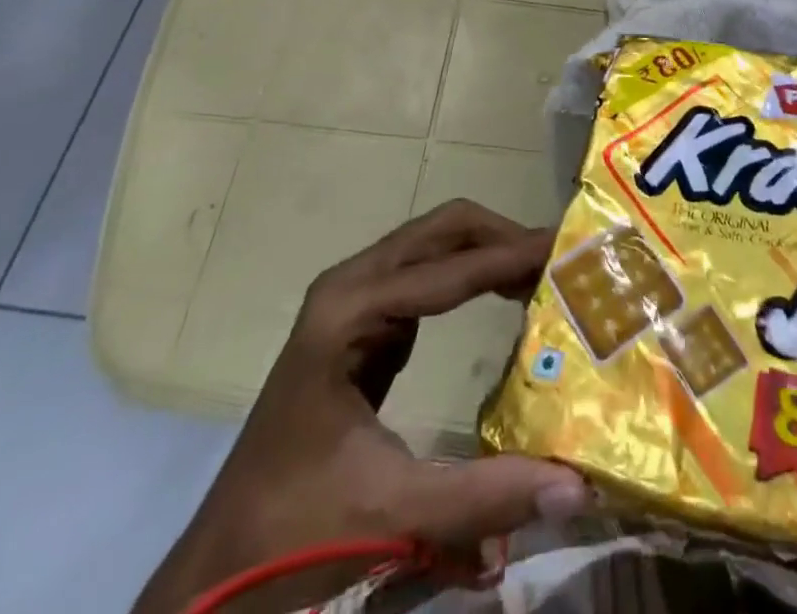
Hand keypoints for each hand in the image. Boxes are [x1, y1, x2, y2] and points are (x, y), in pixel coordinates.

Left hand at [133, 201, 588, 613]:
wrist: (217, 567)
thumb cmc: (292, 534)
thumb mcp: (392, 513)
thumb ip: (486, 496)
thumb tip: (579, 485)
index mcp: (349, 312)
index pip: (448, 269)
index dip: (510, 259)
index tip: (566, 253)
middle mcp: (351, 286)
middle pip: (443, 230)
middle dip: (503, 238)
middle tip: (560, 260)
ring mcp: (352, 299)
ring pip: (435, 244)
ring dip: (489, 251)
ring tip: (544, 275)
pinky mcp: (361, 321)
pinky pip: (426, 274)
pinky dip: (470, 275)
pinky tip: (505, 297)